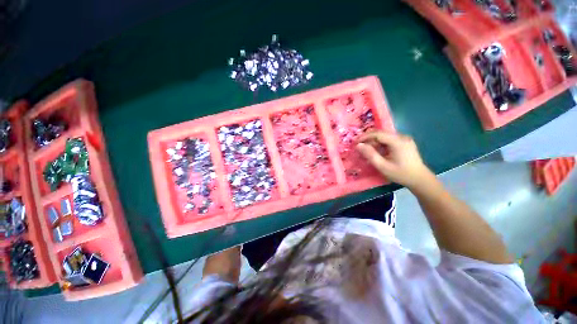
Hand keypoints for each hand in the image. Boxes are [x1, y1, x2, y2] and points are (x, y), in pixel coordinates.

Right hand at [356, 131, 432, 188]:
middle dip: (368, 139)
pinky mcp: (405, 143)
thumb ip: (370, 155)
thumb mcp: (383, 166)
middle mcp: (402, 137)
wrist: (420, 179)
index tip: (355, 143)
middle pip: (381, 133)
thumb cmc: (401, 174)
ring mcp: (404, 139)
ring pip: (384, 136)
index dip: (365, 137)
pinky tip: (376, 151)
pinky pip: (389, 140)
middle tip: (358, 146)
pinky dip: (380, 144)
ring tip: (366, 150)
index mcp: (398, 142)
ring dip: (374, 142)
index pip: (378, 134)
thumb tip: (358, 145)